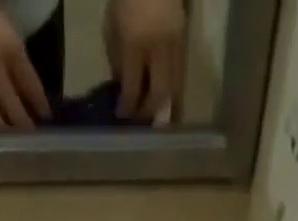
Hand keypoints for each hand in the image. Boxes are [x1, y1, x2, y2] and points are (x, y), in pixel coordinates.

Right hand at [0, 0, 51, 129]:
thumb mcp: (10, 40)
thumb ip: (23, 71)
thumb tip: (38, 107)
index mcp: (9, 49)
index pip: (31, 85)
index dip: (41, 106)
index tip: (47, 120)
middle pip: (13, 109)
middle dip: (24, 128)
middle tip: (31, 140)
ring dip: (5, 137)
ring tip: (12, 144)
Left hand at [104, 0, 183, 120]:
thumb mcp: (112, 28)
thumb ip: (117, 60)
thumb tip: (122, 88)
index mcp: (136, 43)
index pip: (132, 89)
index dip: (126, 107)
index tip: (121, 115)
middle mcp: (159, 48)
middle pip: (158, 95)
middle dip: (147, 111)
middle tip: (138, 115)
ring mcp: (175, 44)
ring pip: (174, 88)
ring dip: (162, 102)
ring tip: (150, 106)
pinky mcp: (184, 40)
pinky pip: (179, 74)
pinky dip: (170, 87)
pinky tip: (160, 88)